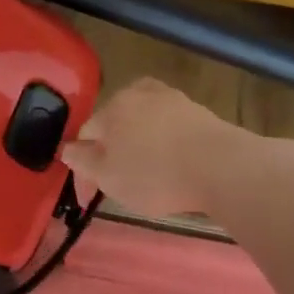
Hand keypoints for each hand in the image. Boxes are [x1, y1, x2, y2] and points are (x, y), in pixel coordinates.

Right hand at [60, 78, 237, 217]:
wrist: (225, 167)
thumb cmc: (155, 173)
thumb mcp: (107, 176)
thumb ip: (82, 161)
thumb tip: (68, 150)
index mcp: (111, 106)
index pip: (85, 136)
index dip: (82, 169)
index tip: (88, 199)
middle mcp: (139, 94)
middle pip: (115, 124)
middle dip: (111, 152)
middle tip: (116, 183)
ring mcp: (174, 100)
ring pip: (144, 124)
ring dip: (139, 147)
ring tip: (145, 174)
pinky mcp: (201, 113)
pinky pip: (171, 129)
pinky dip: (165, 146)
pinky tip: (173, 166)